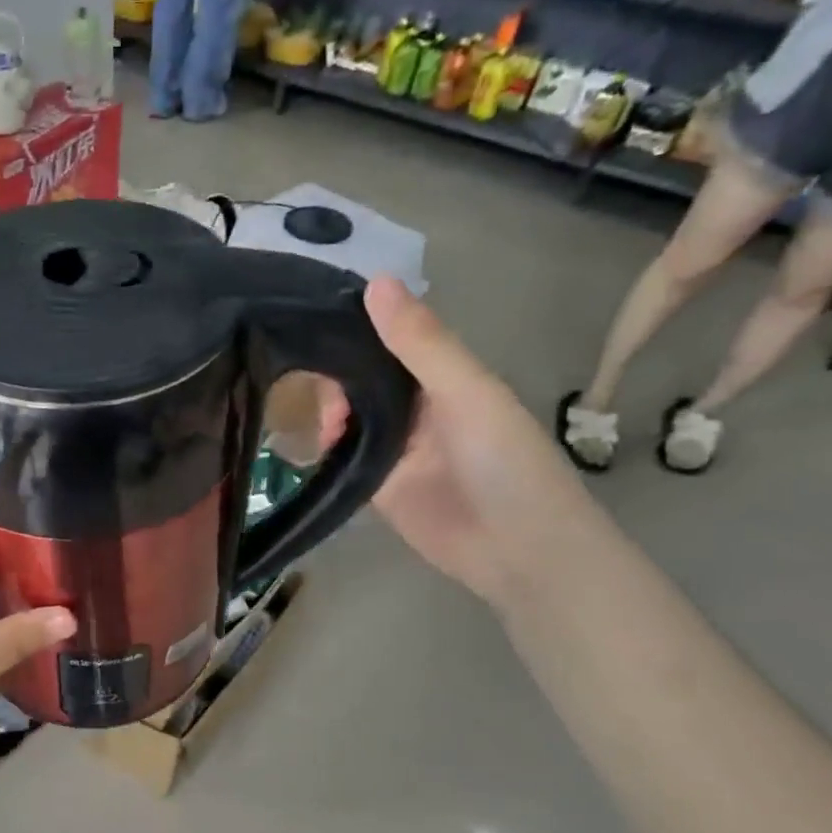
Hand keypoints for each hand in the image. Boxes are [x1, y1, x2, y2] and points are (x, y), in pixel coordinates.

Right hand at [315, 278, 603, 606]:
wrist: (518, 551)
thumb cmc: (507, 462)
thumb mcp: (467, 392)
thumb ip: (420, 344)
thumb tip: (374, 281)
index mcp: (443, 377)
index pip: (390, 340)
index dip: (356, 327)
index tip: (314, 317)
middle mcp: (414, 408)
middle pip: (361, 379)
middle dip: (335, 376)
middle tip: (318, 385)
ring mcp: (392, 448)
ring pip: (347, 417)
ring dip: (328, 413)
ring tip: (325, 422)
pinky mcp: (374, 486)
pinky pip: (341, 458)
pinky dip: (324, 449)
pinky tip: (313, 444)